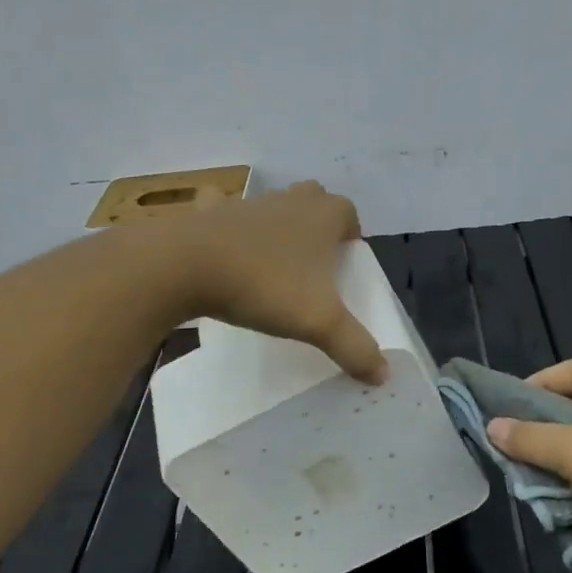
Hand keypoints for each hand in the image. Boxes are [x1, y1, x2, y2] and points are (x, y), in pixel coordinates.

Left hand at [165, 182, 388, 384]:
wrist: (187, 265)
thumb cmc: (264, 285)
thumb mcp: (318, 323)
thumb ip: (354, 346)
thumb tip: (383, 374)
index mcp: (321, 217)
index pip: (348, 212)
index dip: (351, 233)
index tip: (345, 261)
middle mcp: (287, 201)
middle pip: (312, 198)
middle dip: (316, 222)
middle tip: (312, 260)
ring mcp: (245, 203)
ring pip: (269, 204)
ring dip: (274, 224)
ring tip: (269, 260)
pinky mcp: (207, 212)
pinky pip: (220, 209)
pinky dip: (223, 222)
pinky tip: (221, 247)